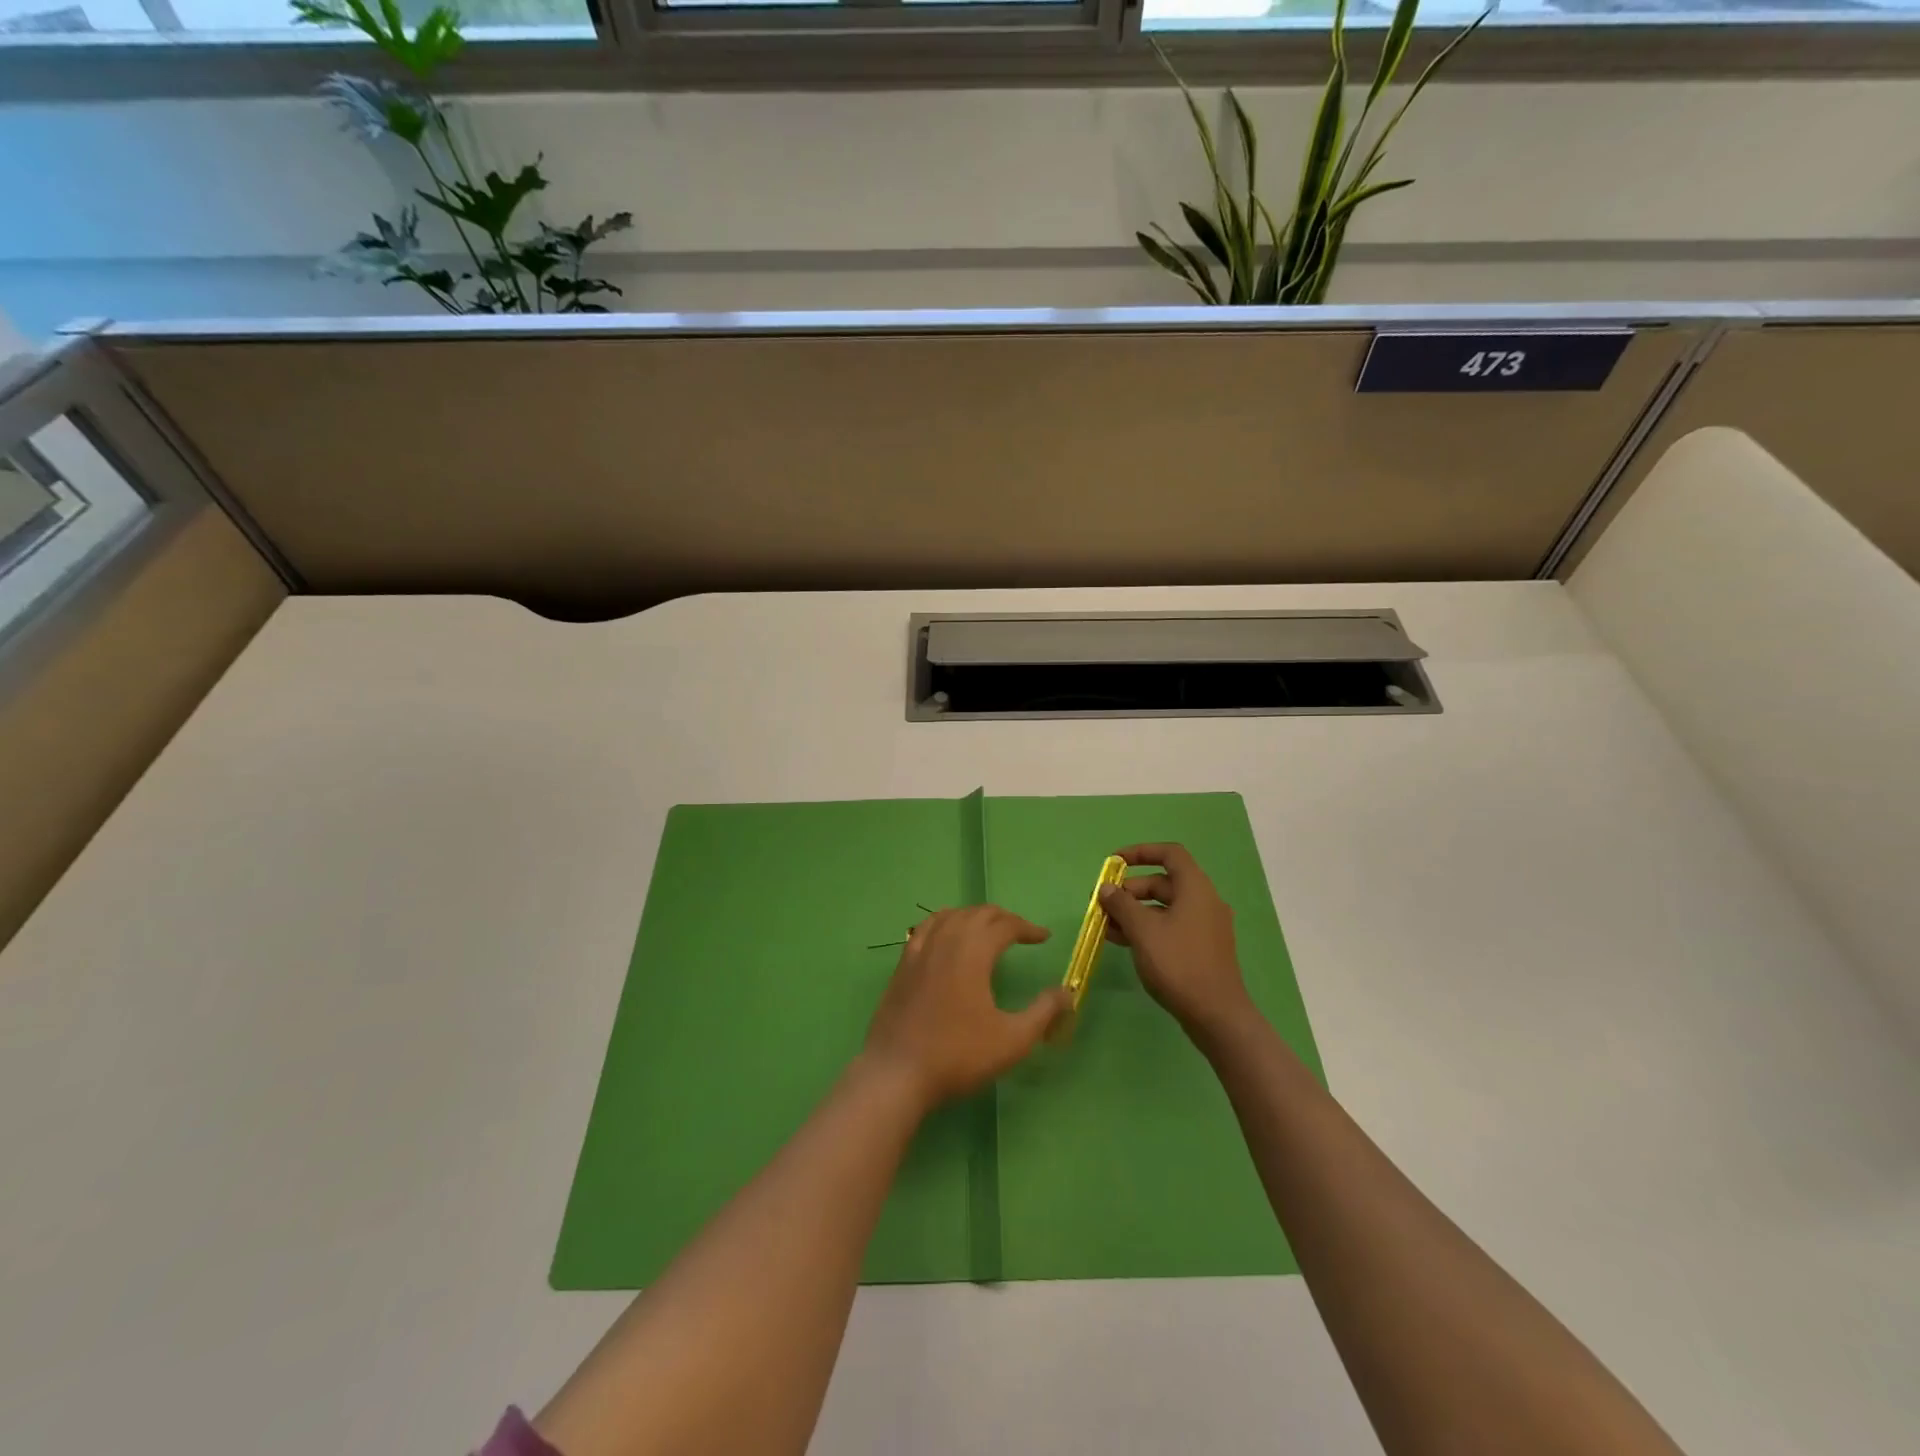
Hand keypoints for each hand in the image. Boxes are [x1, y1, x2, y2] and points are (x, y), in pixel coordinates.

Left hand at [863, 905, 1072, 1109]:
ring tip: (988, 930)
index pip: (1005, 925)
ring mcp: (919, 950)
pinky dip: (945, 922)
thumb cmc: (958, 1055)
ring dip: (974, 916)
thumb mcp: (1012, 1040)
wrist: (897, 1072)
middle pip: (978, 913)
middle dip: (1004, 918)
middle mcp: (945, 940)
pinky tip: (947, 936)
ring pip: (951, 915)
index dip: (1027, 928)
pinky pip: (927, 927)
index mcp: (973, 952)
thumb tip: (1067, 992)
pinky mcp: (903, 964)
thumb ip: (1043, 1012)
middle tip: (1021, 933)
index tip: (1044, 938)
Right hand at [1099, 843, 1252, 1040]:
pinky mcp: (1201, 948)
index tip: (1114, 862)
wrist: (1216, 1015)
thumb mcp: (1143, 930)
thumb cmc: (1178, 963)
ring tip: (1105, 926)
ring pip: (1164, 907)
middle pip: (1163, 882)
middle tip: (1103, 904)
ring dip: (1134, 912)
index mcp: (1195, 888)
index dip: (1140, 852)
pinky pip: (1170, 926)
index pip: (1169, 854)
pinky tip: (1122, 941)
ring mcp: (1205, 926)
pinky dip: (1147, 928)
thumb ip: (1121, 904)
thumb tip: (1106, 888)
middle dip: (1130, 890)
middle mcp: (1204, 901)